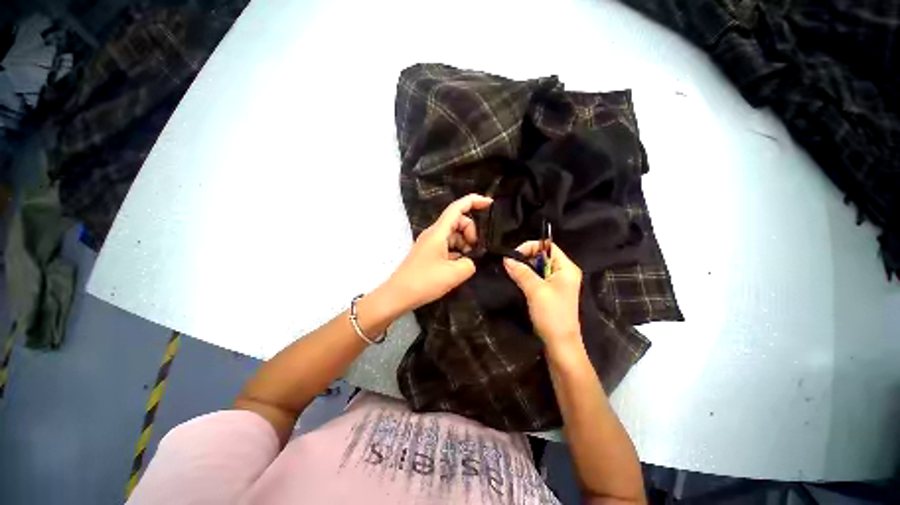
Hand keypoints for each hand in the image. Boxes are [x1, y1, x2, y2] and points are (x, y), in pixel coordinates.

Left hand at [387, 194, 492, 311]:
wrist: (398, 295)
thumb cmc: (424, 281)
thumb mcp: (454, 274)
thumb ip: (470, 264)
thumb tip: (469, 261)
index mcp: (438, 232)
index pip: (457, 208)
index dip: (474, 201)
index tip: (490, 204)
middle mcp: (434, 233)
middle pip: (458, 221)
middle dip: (471, 231)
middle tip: (475, 250)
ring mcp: (431, 243)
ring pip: (454, 235)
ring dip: (465, 244)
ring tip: (467, 261)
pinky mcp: (430, 253)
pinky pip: (448, 246)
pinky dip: (457, 252)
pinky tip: (459, 266)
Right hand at [503, 242, 583, 351]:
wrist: (559, 344)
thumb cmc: (552, 314)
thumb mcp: (535, 290)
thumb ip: (521, 272)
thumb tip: (506, 258)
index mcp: (566, 267)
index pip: (548, 246)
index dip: (530, 247)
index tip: (513, 256)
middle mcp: (563, 272)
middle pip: (542, 256)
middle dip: (525, 258)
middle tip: (509, 265)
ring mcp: (557, 283)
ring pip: (538, 268)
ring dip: (524, 269)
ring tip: (511, 272)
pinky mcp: (550, 292)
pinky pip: (537, 278)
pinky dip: (526, 278)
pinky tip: (516, 281)